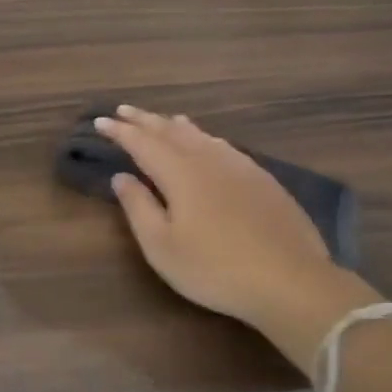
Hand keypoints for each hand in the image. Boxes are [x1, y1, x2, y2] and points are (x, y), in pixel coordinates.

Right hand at [98, 105, 380, 371]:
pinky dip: (205, 137)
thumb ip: (138, 207)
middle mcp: (208, 159)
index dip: (120, 132)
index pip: (142, 143)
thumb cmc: (215, 268)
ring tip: (163, 119)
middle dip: (145, 120)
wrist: (291, 280)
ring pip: (201, 135)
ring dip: (176, 125)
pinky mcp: (262, 180)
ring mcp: (240, 167)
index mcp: (179, 173)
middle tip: (124, 110)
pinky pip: (224, 146)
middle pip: (171, 131)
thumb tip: (122, 177)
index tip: (100, 121)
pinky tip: (209, 143)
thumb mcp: (162, 246)